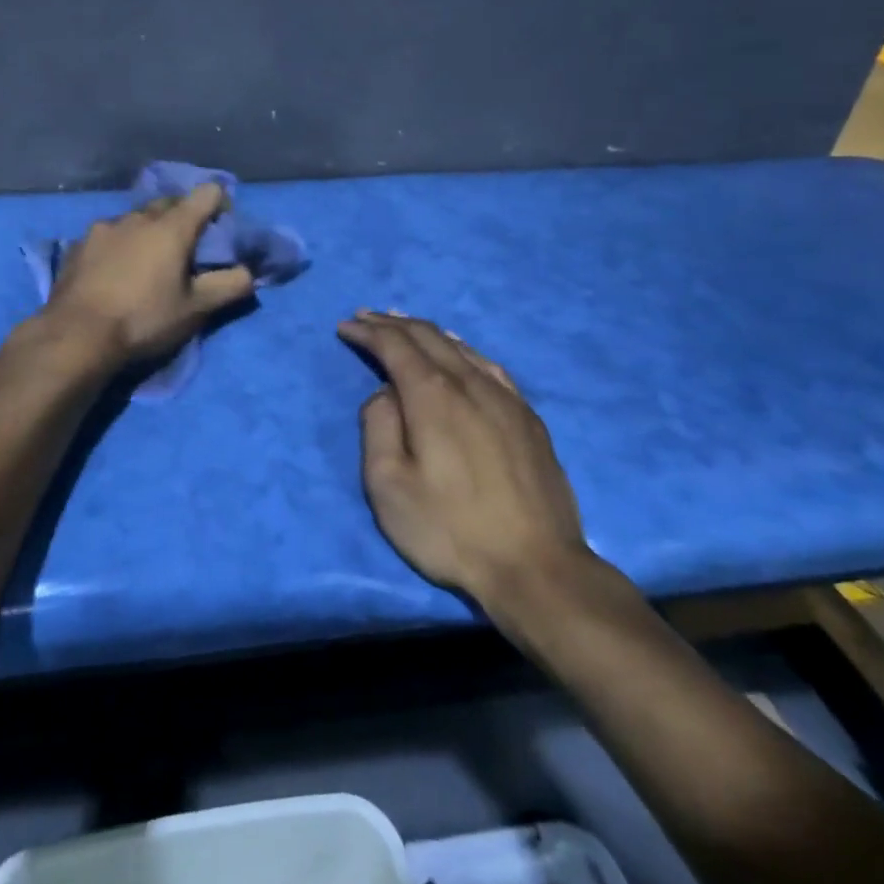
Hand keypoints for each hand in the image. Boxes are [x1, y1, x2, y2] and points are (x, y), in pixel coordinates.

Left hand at [41, 183, 255, 366]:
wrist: (76, 336)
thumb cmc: (144, 319)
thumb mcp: (195, 309)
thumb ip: (229, 286)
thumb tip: (250, 272)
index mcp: (171, 227)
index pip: (206, 194)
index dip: (220, 205)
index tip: (222, 228)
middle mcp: (137, 217)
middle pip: (169, 203)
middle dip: (182, 217)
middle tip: (187, 248)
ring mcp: (103, 229)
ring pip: (135, 219)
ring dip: (147, 231)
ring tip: (147, 261)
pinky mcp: (78, 246)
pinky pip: (108, 236)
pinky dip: (119, 246)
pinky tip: (114, 271)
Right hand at [337, 311, 594, 608]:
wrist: (537, 567)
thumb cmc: (450, 529)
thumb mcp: (388, 485)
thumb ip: (378, 426)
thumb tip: (385, 394)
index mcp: (432, 395)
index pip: (395, 345)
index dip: (368, 332)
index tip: (345, 326)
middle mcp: (470, 383)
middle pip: (427, 337)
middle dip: (392, 323)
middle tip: (366, 317)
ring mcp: (505, 398)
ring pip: (460, 347)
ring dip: (425, 332)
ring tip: (403, 325)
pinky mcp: (527, 417)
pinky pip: (488, 365)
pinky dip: (462, 349)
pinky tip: (459, 352)